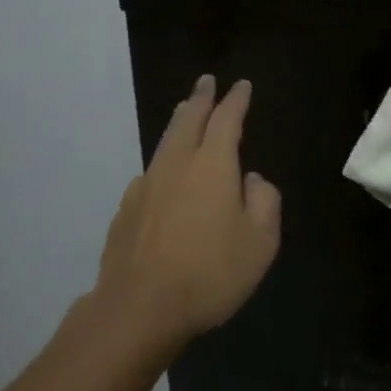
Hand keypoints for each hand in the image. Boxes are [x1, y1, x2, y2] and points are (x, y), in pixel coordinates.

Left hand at [93, 75, 281, 350]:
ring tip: (186, 113)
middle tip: (206, 82)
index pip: (226, 119)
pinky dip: (164, 160)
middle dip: (201, 97)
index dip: (236, 100)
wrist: (138, 308)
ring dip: (179, 122)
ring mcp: (146, 185)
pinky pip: (151, 172)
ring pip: (165, 141)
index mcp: (212, 165)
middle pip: (188, 119)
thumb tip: (251, 180)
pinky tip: (164, 175)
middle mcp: (176, 164)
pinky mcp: (126, 209)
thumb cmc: (209, 273)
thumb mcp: (260, 242)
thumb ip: (264, 201)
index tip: (241, 85)